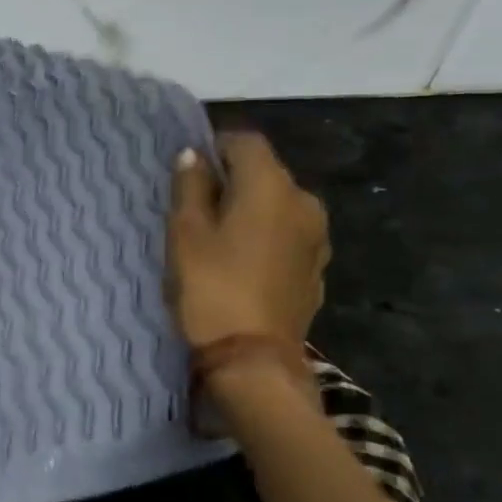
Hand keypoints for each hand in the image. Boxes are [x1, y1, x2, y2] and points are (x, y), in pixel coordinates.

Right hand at [165, 132, 328, 347]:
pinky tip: (240, 262)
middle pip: (265, 172)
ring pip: (277, 205)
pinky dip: (264, 236)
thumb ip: (189, 187)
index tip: (188, 169)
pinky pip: (286, 234)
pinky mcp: (316, 268)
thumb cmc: (210, 287)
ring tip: (216, 236)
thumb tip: (193, 155)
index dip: (214, 146)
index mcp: (271, 186)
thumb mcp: (185, 233)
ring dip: (249, 209)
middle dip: (231, 179)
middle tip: (195, 206)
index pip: (245, 142)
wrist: (252, 359)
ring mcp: (317, 237)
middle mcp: (304, 202)